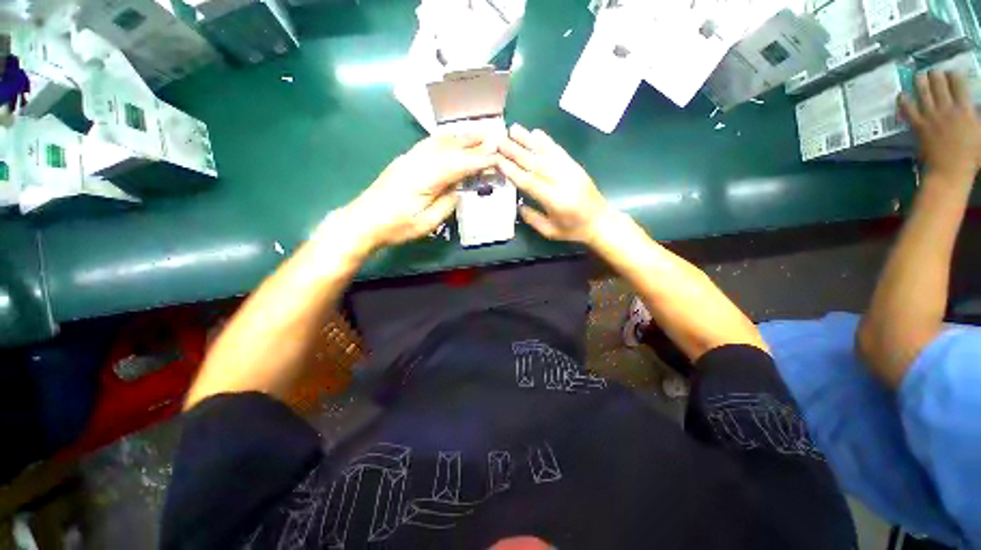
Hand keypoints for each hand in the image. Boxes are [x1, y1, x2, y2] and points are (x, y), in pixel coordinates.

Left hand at [343, 135, 494, 249]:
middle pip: (450, 146)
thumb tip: (459, 188)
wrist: (363, 221)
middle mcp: (418, 161)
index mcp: (426, 177)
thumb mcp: (427, 222)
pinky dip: (445, 139)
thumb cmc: (396, 227)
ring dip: (459, 136)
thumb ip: (447, 202)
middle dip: (473, 141)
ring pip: (438, 141)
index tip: (497, 156)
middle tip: (494, 136)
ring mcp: (409, 158)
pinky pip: (429, 144)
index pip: (459, 164)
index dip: (479, 160)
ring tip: (477, 133)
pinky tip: (451, 139)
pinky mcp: (404, 161)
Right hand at [496, 124, 610, 243]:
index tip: (497, 160)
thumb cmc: (573, 230)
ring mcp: (570, 171)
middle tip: (499, 140)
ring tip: (513, 128)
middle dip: (515, 151)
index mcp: (554, 200)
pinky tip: (536, 133)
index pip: (529, 182)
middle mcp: (561, 182)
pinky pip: (558, 151)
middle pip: (534, 163)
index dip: (512, 171)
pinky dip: (546, 141)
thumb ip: (532, 218)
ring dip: (528, 140)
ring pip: (545, 153)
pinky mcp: (575, 166)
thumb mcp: (550, 231)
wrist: (601, 221)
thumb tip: (518, 205)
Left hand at [900, 71, 980, 180]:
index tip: (951, 72)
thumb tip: (975, 104)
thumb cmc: (972, 154)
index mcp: (964, 109)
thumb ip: (978, 116)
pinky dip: (904, 101)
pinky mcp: (919, 127)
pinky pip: (909, 111)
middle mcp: (947, 109)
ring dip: (920, 82)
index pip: (958, 83)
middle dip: (935, 74)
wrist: (950, 170)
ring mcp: (931, 117)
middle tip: (933, 71)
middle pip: (939, 84)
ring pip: (923, 93)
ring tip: (918, 75)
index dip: (954, 74)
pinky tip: (901, 94)